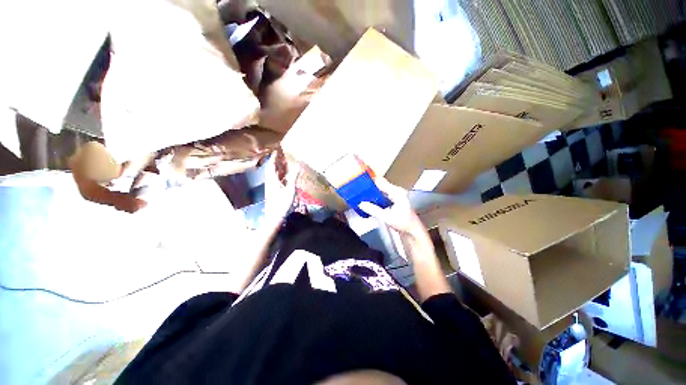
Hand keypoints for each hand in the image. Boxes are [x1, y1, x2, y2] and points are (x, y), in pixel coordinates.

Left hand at [263, 150, 299, 224]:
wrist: (274, 216)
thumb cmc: (282, 203)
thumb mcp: (290, 190)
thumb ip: (293, 177)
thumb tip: (297, 166)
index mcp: (272, 179)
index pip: (272, 165)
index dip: (274, 157)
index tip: (277, 149)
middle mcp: (270, 181)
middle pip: (272, 168)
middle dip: (277, 160)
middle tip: (282, 154)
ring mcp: (271, 186)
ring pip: (274, 173)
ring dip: (278, 167)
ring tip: (284, 162)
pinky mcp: (273, 190)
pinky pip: (276, 178)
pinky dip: (280, 174)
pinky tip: (285, 175)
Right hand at [358, 177, 424, 235]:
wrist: (413, 231)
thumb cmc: (404, 223)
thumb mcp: (387, 217)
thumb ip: (373, 210)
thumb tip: (361, 204)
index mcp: (397, 192)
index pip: (381, 182)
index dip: (370, 182)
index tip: (360, 183)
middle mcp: (397, 191)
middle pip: (380, 185)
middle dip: (370, 187)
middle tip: (358, 190)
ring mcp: (395, 196)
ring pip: (380, 190)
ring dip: (372, 192)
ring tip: (361, 195)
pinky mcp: (393, 201)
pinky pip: (382, 195)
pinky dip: (375, 197)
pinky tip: (368, 201)